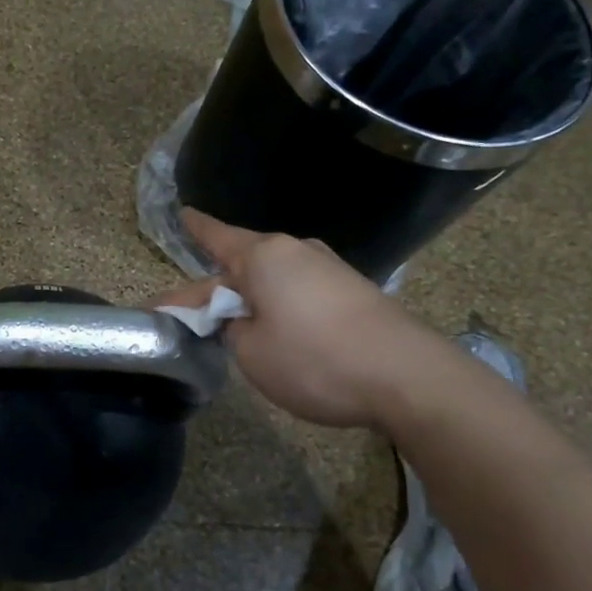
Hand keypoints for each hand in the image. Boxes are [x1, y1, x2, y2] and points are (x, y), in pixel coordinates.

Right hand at [161, 208, 446, 429]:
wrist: (408, 378)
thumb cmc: (315, 360)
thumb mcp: (251, 352)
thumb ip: (231, 330)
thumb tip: (240, 320)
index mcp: (263, 256)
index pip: (216, 237)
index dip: (195, 228)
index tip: (182, 212)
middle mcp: (296, 252)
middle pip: (242, 265)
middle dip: (214, 289)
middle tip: (188, 315)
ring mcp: (329, 270)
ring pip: (271, 280)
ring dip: (249, 301)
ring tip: (231, 327)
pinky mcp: (352, 292)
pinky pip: (298, 293)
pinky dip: (278, 308)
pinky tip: (276, 331)